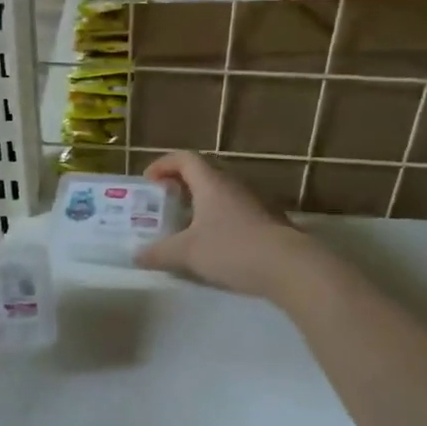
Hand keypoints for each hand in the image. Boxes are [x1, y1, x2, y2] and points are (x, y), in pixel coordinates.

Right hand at [134, 151, 306, 298]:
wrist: (290, 267)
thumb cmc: (232, 249)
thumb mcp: (187, 253)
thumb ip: (159, 253)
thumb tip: (136, 256)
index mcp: (211, 182)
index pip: (185, 158)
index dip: (163, 164)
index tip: (148, 181)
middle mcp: (234, 184)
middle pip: (204, 173)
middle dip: (181, 184)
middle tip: (165, 203)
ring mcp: (256, 201)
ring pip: (222, 193)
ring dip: (202, 203)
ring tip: (186, 225)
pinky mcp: (269, 220)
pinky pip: (237, 211)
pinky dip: (220, 219)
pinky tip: (215, 244)